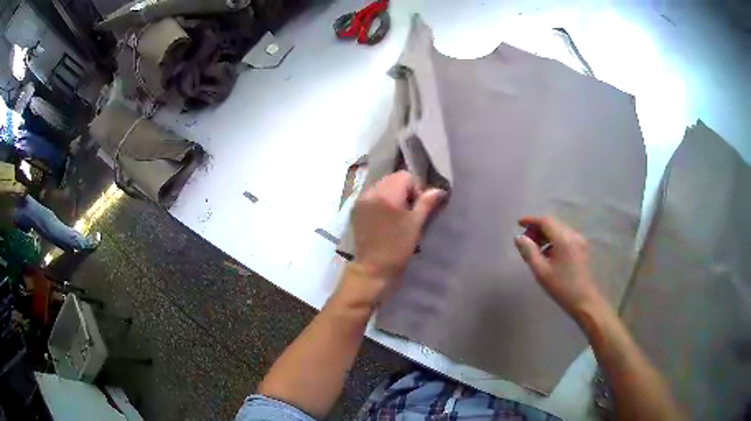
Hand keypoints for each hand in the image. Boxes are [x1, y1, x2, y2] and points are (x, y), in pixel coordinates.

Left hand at [352, 170, 445, 290]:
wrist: (373, 269)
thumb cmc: (398, 247)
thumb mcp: (416, 224)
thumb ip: (427, 203)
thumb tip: (439, 190)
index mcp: (386, 194)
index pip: (405, 176)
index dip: (416, 188)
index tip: (418, 206)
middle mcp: (371, 192)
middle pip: (392, 179)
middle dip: (404, 190)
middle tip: (409, 211)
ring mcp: (360, 201)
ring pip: (381, 186)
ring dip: (392, 195)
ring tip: (397, 215)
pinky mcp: (355, 210)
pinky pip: (371, 196)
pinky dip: (380, 201)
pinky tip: (385, 218)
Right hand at [514, 216, 608, 319]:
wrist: (585, 300)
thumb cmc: (562, 287)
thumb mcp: (541, 271)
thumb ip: (529, 252)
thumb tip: (519, 238)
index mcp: (563, 238)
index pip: (545, 221)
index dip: (531, 220)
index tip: (519, 224)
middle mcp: (573, 235)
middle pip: (553, 223)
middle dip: (538, 228)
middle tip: (525, 240)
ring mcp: (579, 241)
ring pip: (559, 230)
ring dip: (546, 235)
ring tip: (535, 249)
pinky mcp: (582, 248)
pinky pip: (565, 237)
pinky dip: (554, 240)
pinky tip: (548, 255)